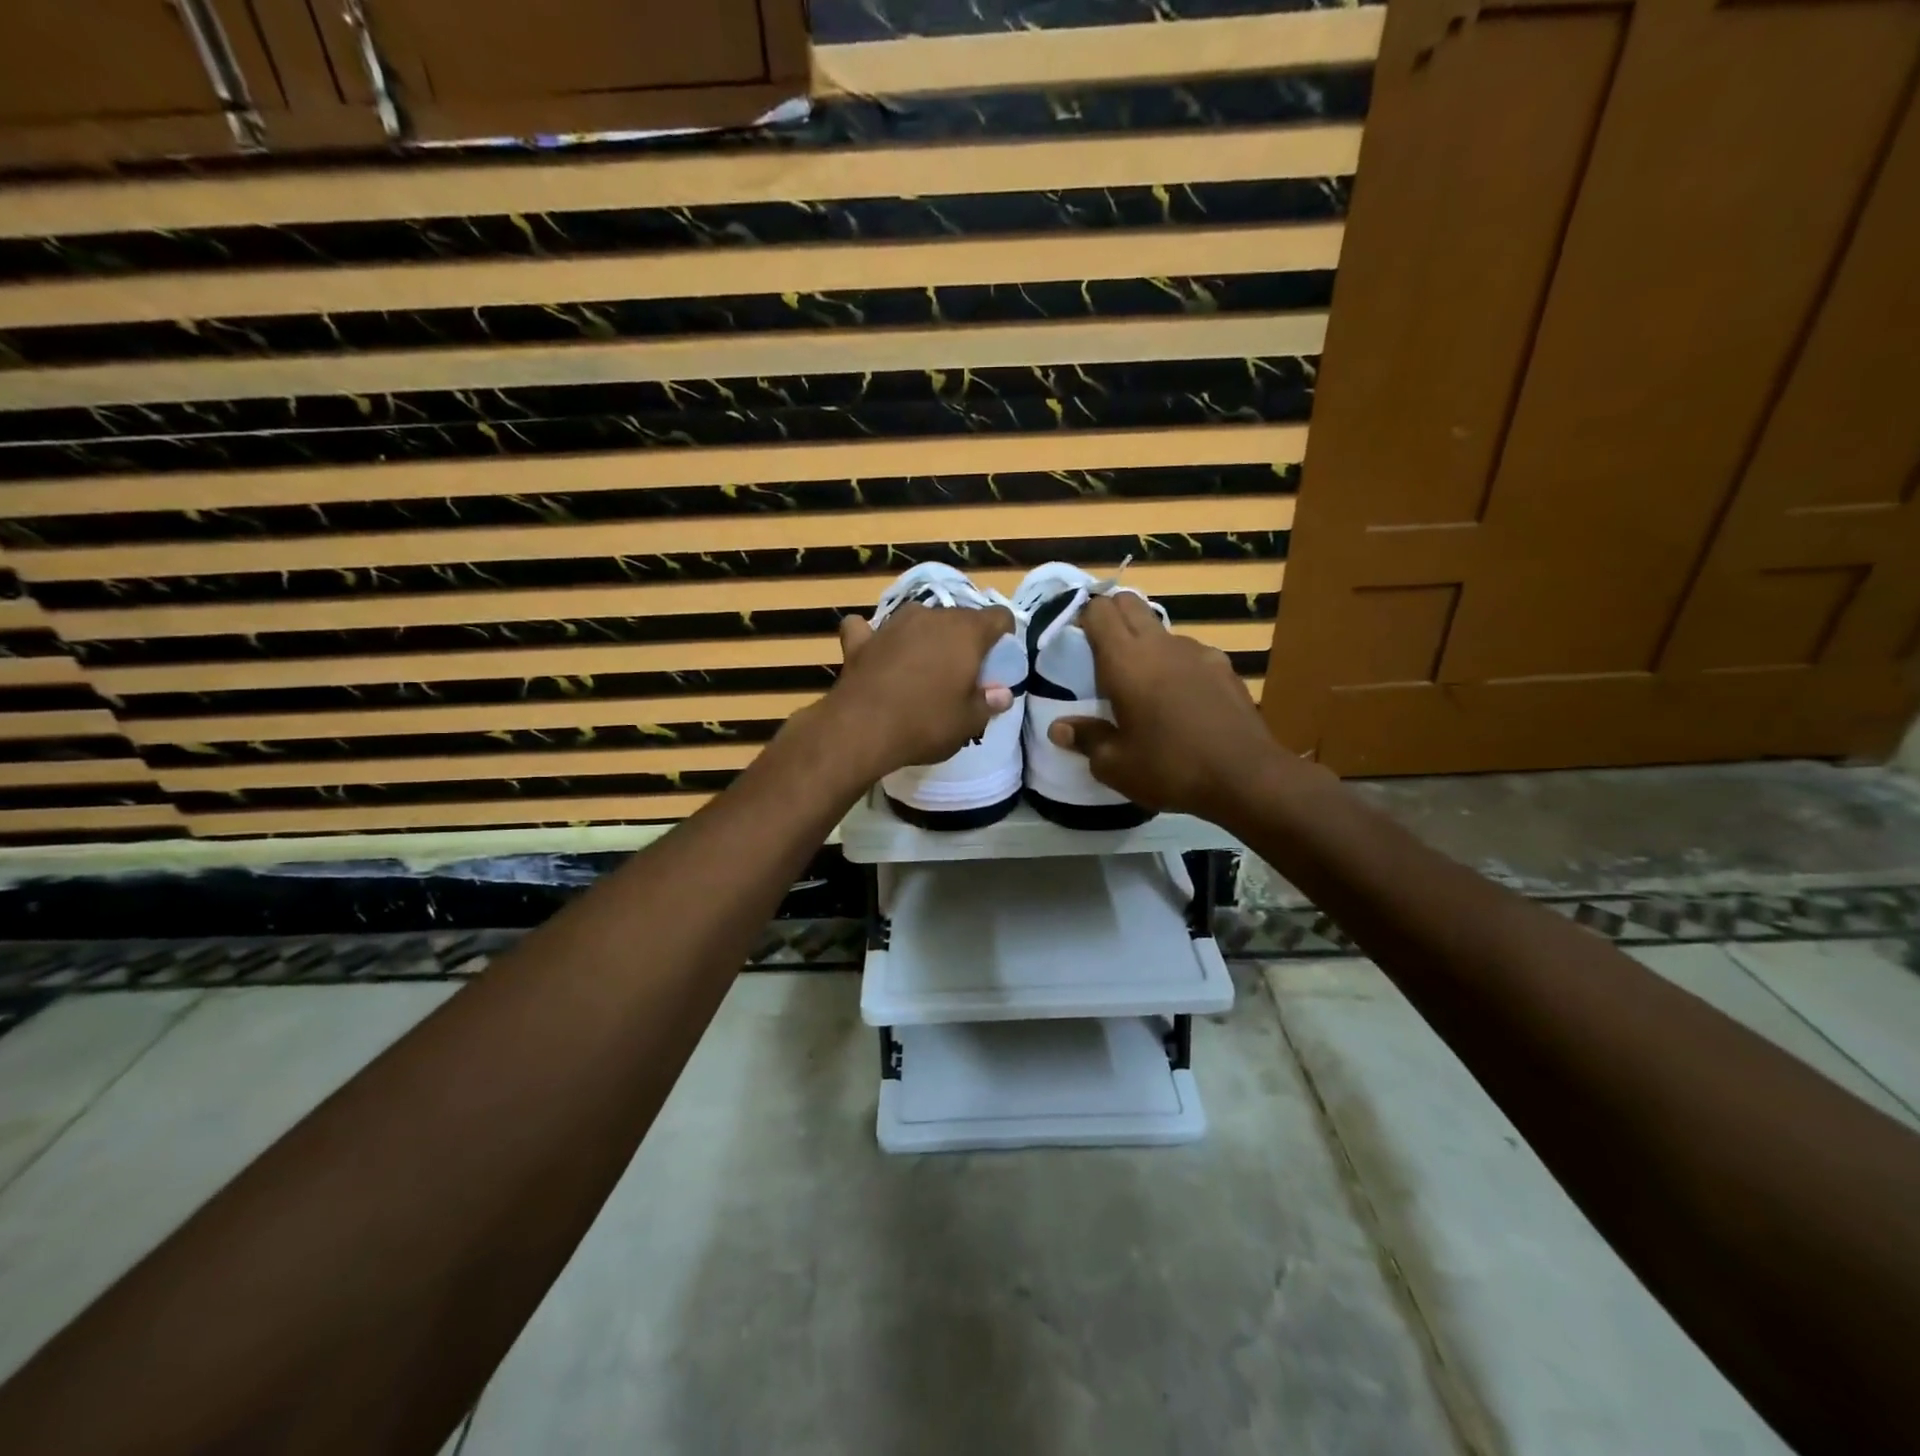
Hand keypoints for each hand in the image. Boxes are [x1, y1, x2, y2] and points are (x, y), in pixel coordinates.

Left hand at [827, 601, 1016, 779]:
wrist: (861, 729)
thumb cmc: (926, 724)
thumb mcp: (968, 722)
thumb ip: (988, 703)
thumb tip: (1002, 694)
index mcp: (966, 632)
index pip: (998, 617)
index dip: (1003, 636)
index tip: (998, 661)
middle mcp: (931, 617)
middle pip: (958, 619)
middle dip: (964, 640)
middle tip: (961, 674)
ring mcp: (892, 624)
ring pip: (918, 620)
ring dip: (923, 637)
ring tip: (922, 667)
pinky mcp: (860, 640)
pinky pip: (870, 630)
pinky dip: (874, 639)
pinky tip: (874, 651)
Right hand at [1046, 593, 1283, 819]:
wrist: (1246, 776)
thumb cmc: (1169, 767)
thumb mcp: (1115, 764)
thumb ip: (1086, 739)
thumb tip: (1059, 728)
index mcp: (1125, 660)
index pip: (1098, 611)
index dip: (1083, 618)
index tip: (1074, 641)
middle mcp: (1160, 644)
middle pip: (1129, 604)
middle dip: (1111, 617)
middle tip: (1100, 653)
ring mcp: (1196, 651)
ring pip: (1160, 629)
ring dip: (1145, 642)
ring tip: (1142, 683)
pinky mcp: (1223, 666)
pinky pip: (1189, 653)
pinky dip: (1176, 664)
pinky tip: (1180, 699)